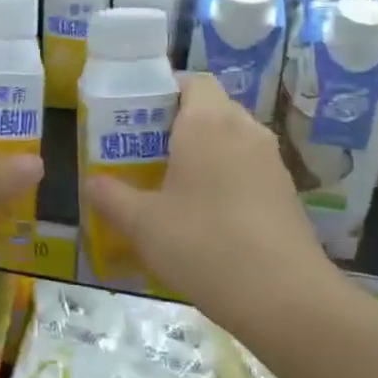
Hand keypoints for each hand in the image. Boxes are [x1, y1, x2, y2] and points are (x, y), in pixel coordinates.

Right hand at [82, 73, 333, 314]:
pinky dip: (226, 179)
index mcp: (208, 122)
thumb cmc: (203, 245)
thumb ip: (110, 197)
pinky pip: (248, 169)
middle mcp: (245, 130)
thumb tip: (92, 182)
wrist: (284, 297)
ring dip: (204, 154)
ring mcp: (271, 162)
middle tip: (144, 153)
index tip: (137, 116)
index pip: (191, 80)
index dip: (164, 90)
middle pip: (211, 109)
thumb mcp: (142, 224)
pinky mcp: (286, 193)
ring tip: (172, 186)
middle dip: (178, 125)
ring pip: (231, 140)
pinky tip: (206, 217)